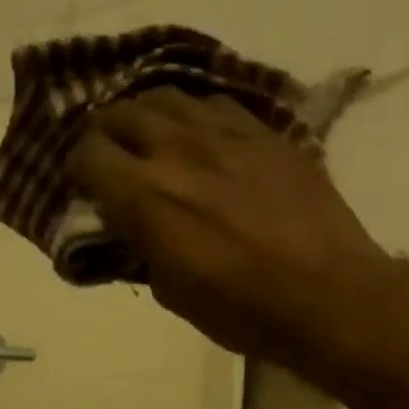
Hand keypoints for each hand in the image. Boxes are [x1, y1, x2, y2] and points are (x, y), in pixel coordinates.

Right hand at [67, 86, 391, 369]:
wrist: (329, 296)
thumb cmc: (245, 312)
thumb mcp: (175, 295)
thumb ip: (145, 251)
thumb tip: (136, 231)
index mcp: (145, 196)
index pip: (88, 153)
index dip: (80, 168)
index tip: (88, 187)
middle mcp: (177, 149)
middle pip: (122, 113)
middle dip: (108, 134)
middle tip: (114, 158)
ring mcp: (226, 133)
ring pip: (169, 97)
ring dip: (150, 116)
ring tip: (155, 138)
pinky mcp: (266, 132)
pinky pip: (217, 104)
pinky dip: (198, 116)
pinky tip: (205, 136)